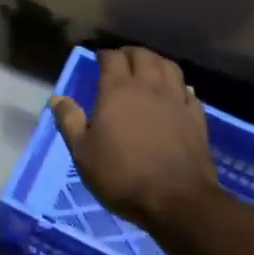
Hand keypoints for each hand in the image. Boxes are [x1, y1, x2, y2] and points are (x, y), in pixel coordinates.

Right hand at [48, 47, 218, 225]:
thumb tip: (57, 98)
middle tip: (121, 62)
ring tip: (148, 70)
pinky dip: (179, 86)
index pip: (111, 57)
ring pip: (168, 66)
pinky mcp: (196, 117)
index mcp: (117, 90)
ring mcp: (176, 100)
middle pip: (142, 55)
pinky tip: (175, 93)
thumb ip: (69, 122)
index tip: (98, 61)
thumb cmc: (122, 176)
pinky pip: (188, 90)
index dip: (104, 55)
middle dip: (129, 54)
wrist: (177, 201)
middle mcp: (148, 87)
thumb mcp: (83, 153)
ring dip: (156, 62)